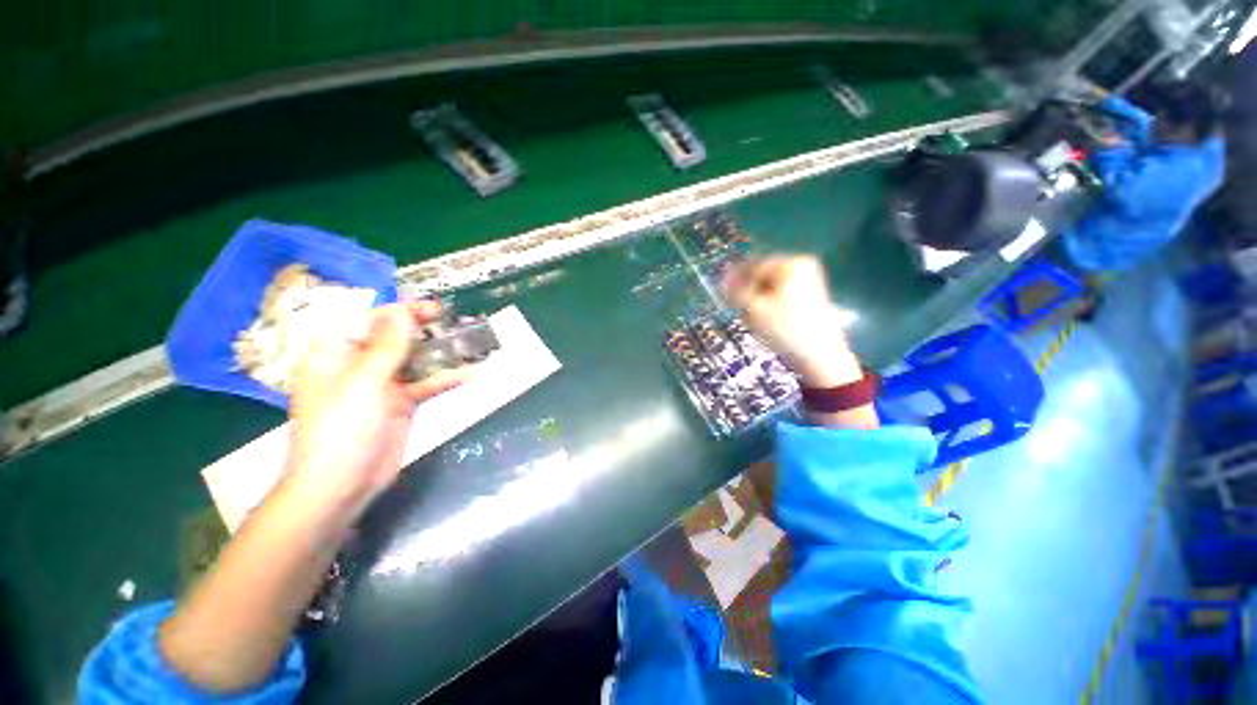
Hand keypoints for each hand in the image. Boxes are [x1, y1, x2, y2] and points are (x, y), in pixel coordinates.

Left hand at [283, 301, 470, 521]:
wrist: (342, 485)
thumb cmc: (342, 429)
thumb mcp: (364, 382)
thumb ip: (386, 346)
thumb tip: (403, 310)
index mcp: (335, 353)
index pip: (368, 320)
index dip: (400, 311)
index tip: (433, 308)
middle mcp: (358, 365)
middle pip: (394, 338)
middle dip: (424, 330)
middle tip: (455, 322)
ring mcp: (381, 385)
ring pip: (414, 360)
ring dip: (439, 353)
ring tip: (469, 343)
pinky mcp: (401, 404)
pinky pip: (425, 384)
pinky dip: (445, 379)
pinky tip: (469, 374)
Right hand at [723, 256, 861, 387]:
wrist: (819, 355)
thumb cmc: (785, 329)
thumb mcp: (754, 309)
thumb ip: (736, 291)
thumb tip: (723, 281)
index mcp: (791, 264)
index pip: (754, 266)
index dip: (734, 279)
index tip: (721, 292)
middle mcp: (802, 266)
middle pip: (762, 275)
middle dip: (747, 291)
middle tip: (734, 307)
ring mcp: (808, 281)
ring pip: (770, 287)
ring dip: (756, 300)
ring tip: (750, 318)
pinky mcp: (809, 297)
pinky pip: (780, 295)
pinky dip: (768, 305)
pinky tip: (763, 321)